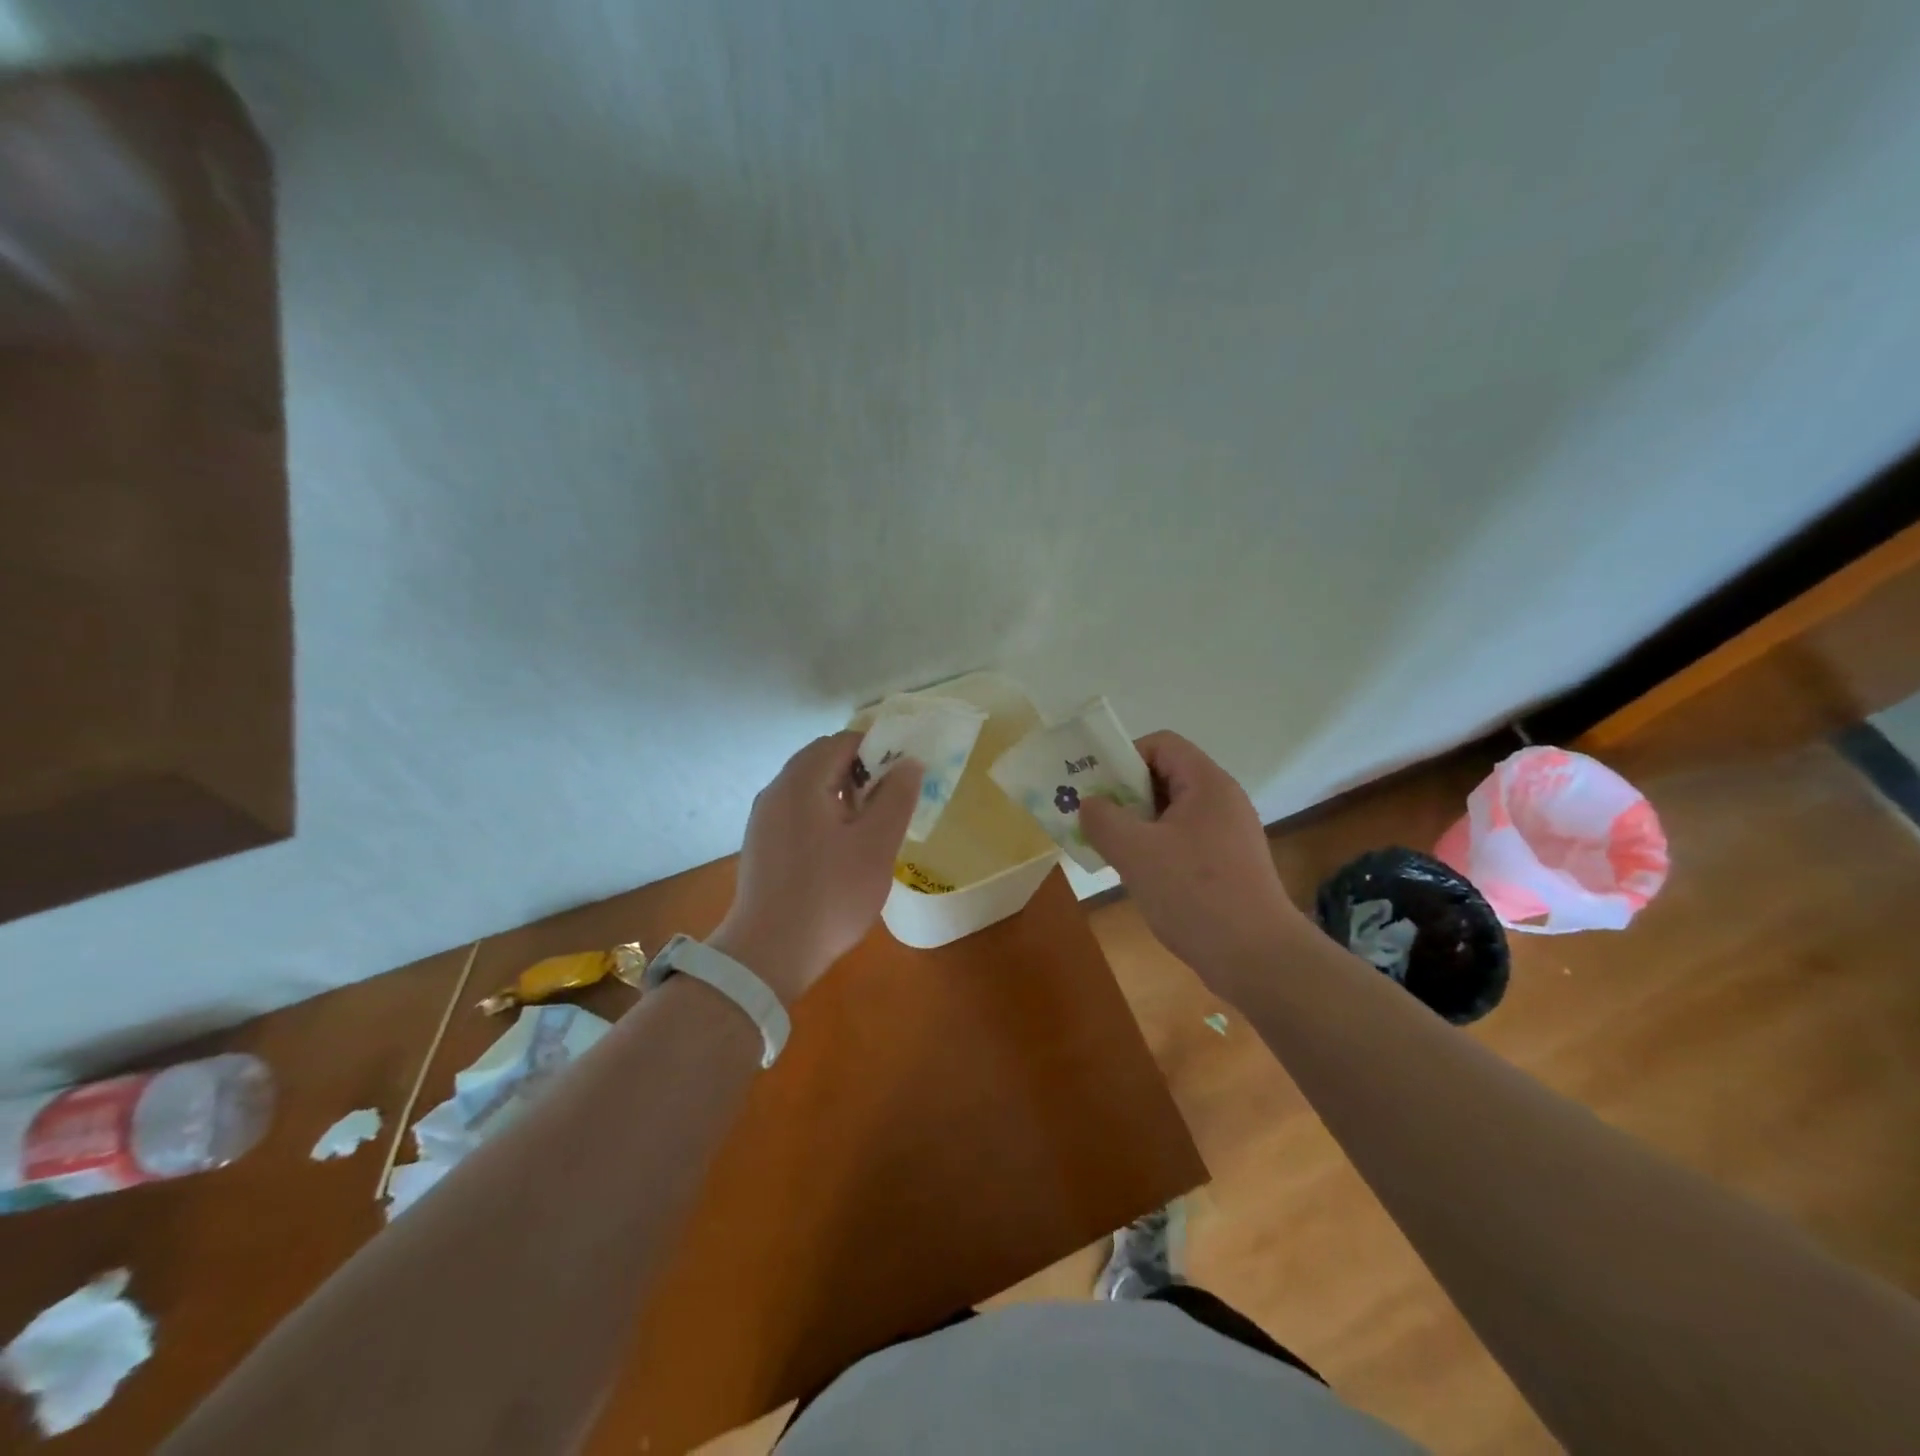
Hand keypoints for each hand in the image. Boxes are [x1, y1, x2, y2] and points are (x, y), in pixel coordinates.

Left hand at [710, 731, 921, 1003]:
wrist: (768, 953)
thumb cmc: (830, 895)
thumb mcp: (876, 845)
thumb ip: (896, 797)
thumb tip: (909, 762)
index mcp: (802, 781)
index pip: (844, 741)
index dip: (879, 749)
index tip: (903, 777)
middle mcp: (777, 789)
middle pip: (823, 759)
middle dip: (861, 770)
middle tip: (890, 802)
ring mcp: (764, 817)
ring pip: (810, 786)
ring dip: (843, 793)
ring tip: (870, 826)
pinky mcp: (762, 843)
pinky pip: (797, 810)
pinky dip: (824, 813)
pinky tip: (841, 848)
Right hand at [1079, 731, 1310, 1000]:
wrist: (1257, 958)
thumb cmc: (1194, 893)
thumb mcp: (1135, 851)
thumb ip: (1103, 819)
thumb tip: (1090, 804)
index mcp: (1207, 784)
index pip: (1161, 744)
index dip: (1124, 757)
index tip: (1097, 787)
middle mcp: (1222, 801)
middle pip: (1166, 776)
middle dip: (1125, 794)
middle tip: (1094, 818)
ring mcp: (1229, 834)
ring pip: (1172, 812)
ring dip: (1137, 824)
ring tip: (1110, 849)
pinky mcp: (1229, 865)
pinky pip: (1184, 840)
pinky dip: (1156, 848)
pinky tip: (1139, 876)